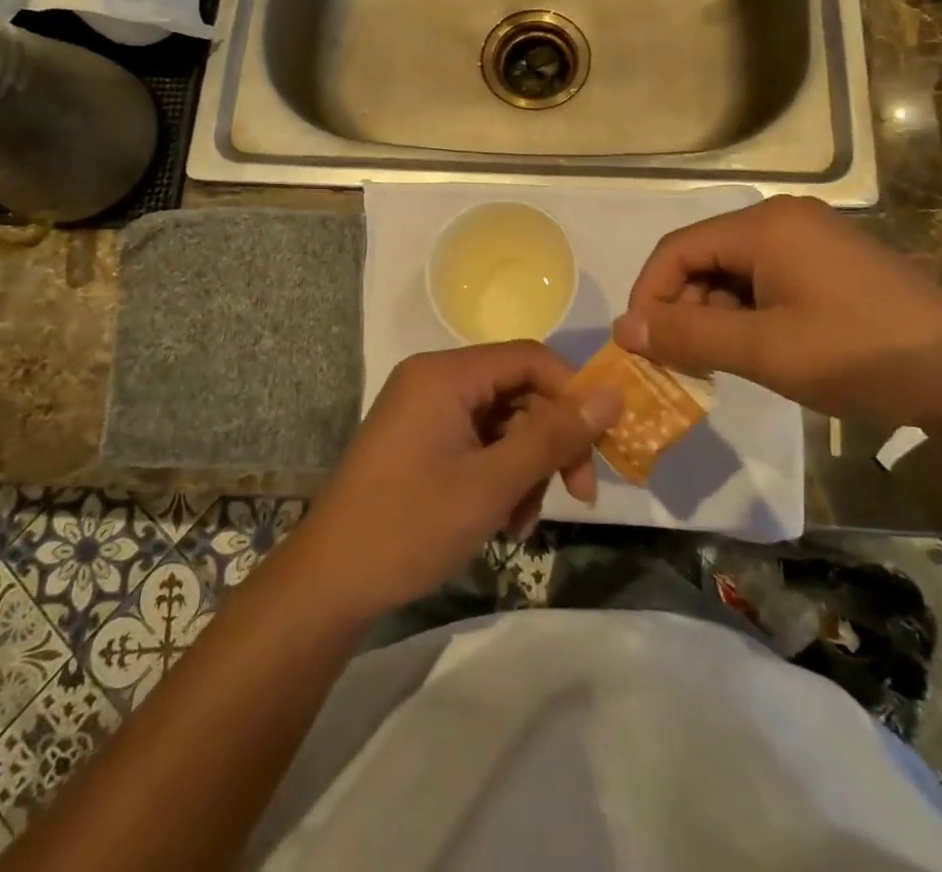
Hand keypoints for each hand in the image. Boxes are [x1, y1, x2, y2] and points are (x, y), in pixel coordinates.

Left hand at [291, 343, 622, 621]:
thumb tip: (612, 394)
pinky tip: (503, 523)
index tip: (602, 440)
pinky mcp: (421, 442)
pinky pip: (478, 444)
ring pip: (502, 424)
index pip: (528, 359)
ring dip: (526, 469)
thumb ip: (554, 436)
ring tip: (523, 524)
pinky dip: (499, 477)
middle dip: (551, 442)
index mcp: (445, 374)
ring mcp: (425, 412)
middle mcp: (435, 381)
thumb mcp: (492, 483)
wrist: (329, 584)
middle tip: (580, 493)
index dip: (571, 393)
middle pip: (518, 392)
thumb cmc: (410, 526)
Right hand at [613, 195, 941, 432]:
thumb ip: (688, 337)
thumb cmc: (859, 354)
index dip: (649, 295)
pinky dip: (749, 312)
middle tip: (685, 362)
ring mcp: (813, 238)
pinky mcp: (833, 263)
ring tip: (724, 362)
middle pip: (705, 257)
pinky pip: (768, 278)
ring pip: (735, 270)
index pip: (677, 250)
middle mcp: (785, 219)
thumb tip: (623, 329)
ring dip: (716, 314)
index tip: (641, 345)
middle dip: (684, 308)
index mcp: (764, 226)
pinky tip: (761, 349)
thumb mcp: (764, 350)